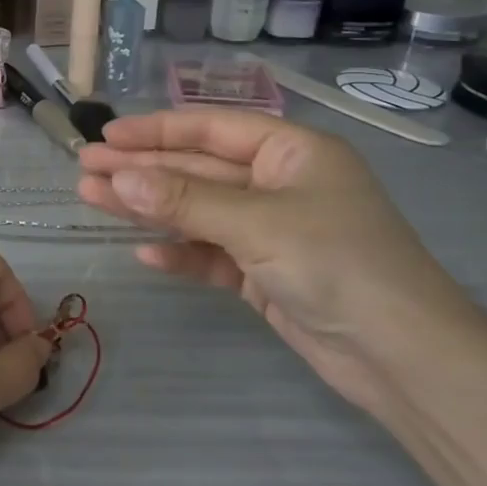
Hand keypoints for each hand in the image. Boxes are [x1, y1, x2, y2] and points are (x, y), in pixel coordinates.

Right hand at [78, 109, 479, 406]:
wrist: (403, 358)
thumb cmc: (336, 264)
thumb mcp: (255, 223)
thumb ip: (183, 199)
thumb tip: (118, 177)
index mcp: (291, 152)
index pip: (211, 128)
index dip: (156, 130)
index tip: (106, 135)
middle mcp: (280, 184)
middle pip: (197, 169)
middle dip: (141, 169)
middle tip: (83, 168)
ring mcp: (272, 232)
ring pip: (197, 211)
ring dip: (148, 208)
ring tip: (92, 199)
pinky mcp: (266, 275)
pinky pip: (212, 254)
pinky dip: (180, 253)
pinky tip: (143, 255)